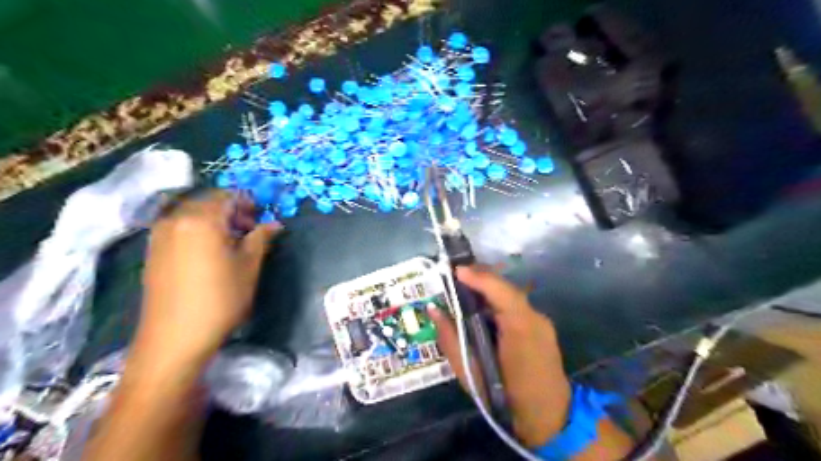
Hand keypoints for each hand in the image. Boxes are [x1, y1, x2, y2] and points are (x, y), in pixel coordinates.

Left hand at [134, 189, 280, 365]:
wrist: (175, 337)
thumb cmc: (220, 298)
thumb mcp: (249, 266)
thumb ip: (261, 237)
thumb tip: (274, 223)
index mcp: (201, 219)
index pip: (228, 196)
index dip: (248, 203)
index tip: (260, 220)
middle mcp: (176, 219)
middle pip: (208, 202)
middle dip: (231, 211)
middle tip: (249, 231)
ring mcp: (160, 235)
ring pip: (192, 214)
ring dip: (215, 220)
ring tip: (231, 243)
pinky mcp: (153, 251)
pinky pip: (179, 227)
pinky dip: (198, 230)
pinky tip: (209, 253)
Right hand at [431, 264, 571, 448]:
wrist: (547, 418)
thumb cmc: (504, 397)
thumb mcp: (469, 371)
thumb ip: (450, 337)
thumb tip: (434, 309)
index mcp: (520, 327)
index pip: (499, 290)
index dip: (477, 276)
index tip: (454, 271)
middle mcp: (535, 317)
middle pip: (505, 289)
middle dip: (480, 280)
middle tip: (455, 280)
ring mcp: (542, 322)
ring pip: (510, 297)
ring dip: (488, 292)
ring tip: (465, 293)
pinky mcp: (542, 327)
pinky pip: (516, 307)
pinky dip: (498, 304)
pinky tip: (483, 312)